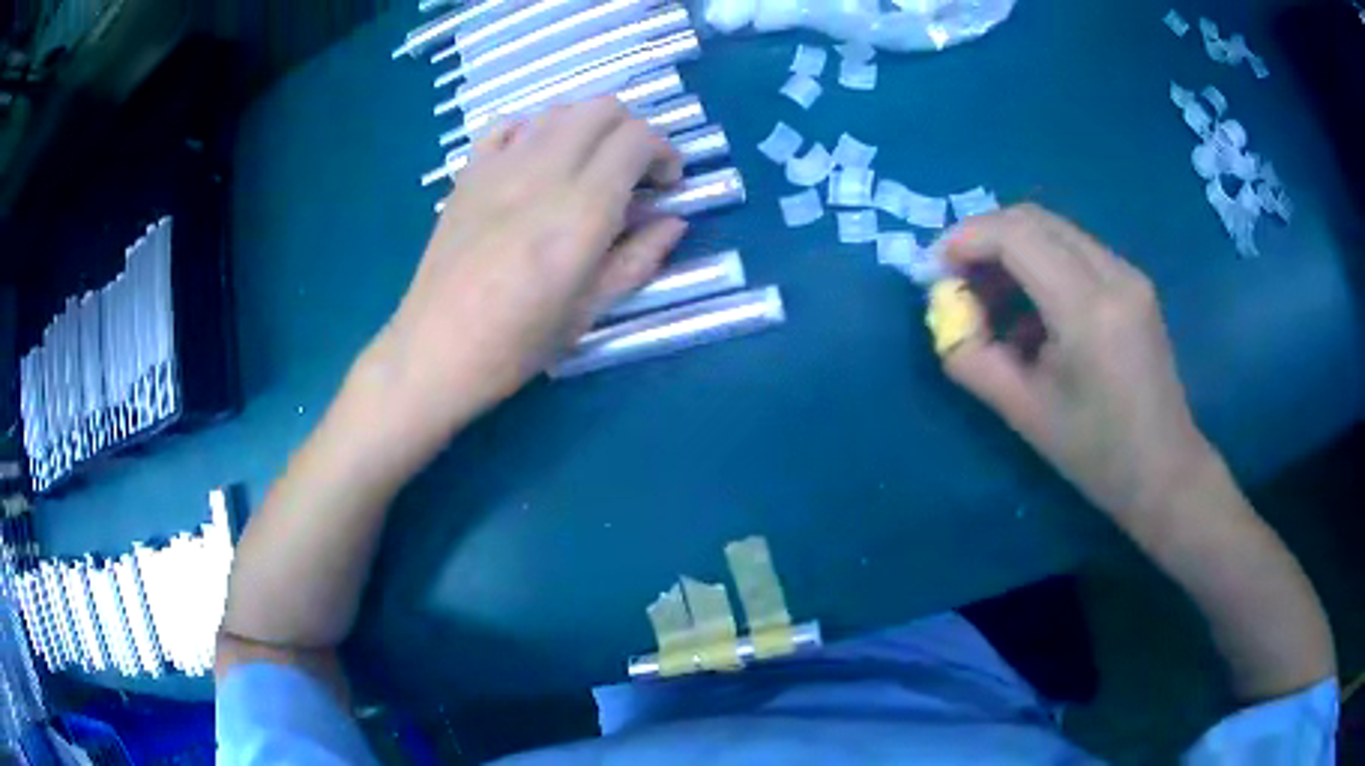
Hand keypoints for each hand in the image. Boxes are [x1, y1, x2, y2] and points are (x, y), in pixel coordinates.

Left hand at [366, 98, 686, 438]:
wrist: (434, 350)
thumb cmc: (516, 344)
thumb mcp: (590, 311)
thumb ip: (639, 258)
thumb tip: (674, 222)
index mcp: (580, 211)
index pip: (636, 139)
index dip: (664, 152)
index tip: (666, 186)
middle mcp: (542, 173)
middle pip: (602, 108)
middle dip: (633, 129)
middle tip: (635, 172)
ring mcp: (499, 166)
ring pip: (559, 109)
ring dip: (589, 126)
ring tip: (591, 166)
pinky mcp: (468, 172)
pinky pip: (508, 124)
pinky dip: (537, 129)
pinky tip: (538, 160)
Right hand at [941, 204, 1213, 520]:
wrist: (1165, 470)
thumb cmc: (1096, 455)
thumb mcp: (1023, 413)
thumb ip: (972, 359)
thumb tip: (946, 316)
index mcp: (1088, 310)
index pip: (1016, 235)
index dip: (965, 239)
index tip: (934, 269)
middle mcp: (1113, 274)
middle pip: (1033, 219)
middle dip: (984, 238)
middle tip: (957, 280)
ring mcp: (1129, 273)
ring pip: (1054, 230)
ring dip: (1011, 250)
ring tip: (990, 300)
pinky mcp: (1133, 282)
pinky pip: (1074, 250)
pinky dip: (1039, 264)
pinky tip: (1031, 311)